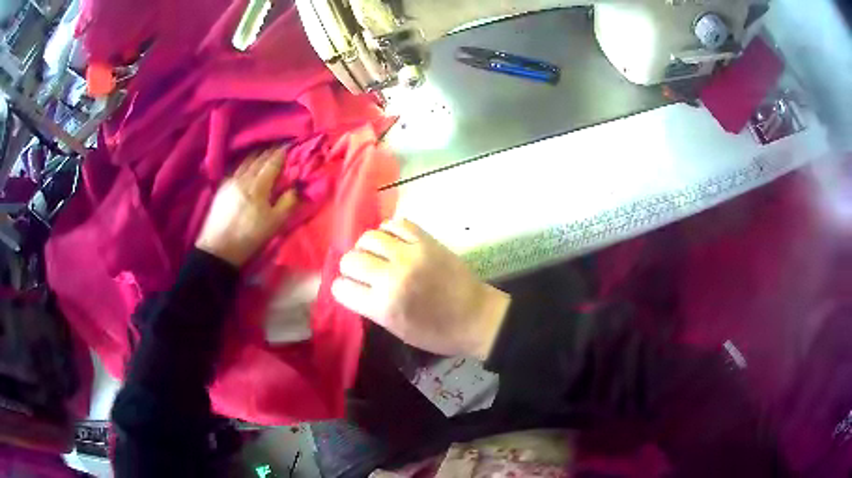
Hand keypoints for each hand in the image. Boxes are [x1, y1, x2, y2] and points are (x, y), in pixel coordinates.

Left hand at [196, 149, 297, 266]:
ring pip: (246, 161)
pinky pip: (236, 168)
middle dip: (271, 151)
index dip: (283, 153)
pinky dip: (245, 162)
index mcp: (258, 186)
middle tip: (280, 146)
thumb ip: (288, 202)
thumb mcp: (275, 224)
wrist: (218, 249)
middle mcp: (244, 178)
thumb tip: (297, 187)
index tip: (291, 145)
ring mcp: (230, 181)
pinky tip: (247, 164)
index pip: (273, 162)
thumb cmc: (249, 237)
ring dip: (257, 154)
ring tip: (265, 151)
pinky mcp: (221, 187)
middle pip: (259, 158)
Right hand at [332, 219, 509, 359]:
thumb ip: (370, 307)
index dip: (342, 289)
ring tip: (376, 254)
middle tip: (363, 272)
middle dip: (350, 268)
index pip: (341, 288)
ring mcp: (410, 255)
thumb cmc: (437, 332)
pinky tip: (392, 241)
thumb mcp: (396, 330)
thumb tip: (352, 286)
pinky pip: (395, 223)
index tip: (350, 289)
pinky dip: (388, 231)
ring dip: (366, 247)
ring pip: (368, 237)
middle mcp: (392, 277)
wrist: (476, 316)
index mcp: (383, 307)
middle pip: (350, 260)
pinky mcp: (426, 240)